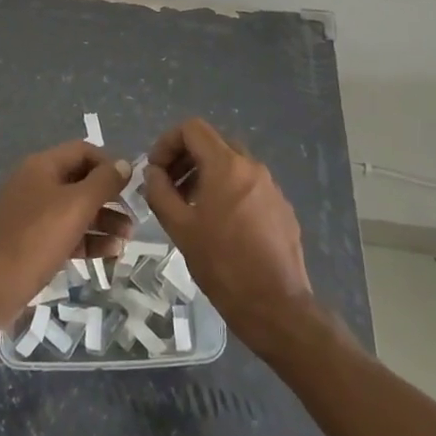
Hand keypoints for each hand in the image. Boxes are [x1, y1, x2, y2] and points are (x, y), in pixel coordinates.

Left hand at [0, 140, 132, 334]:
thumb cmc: (33, 240)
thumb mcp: (74, 207)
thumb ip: (103, 182)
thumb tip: (124, 163)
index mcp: (42, 166)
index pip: (83, 151)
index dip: (109, 165)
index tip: (131, 187)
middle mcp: (36, 183)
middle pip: (81, 181)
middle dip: (109, 198)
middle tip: (133, 219)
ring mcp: (32, 214)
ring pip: (75, 209)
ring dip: (103, 221)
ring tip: (126, 241)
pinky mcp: (31, 243)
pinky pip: (66, 233)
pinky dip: (88, 240)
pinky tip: (109, 255)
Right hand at [143, 118, 315, 355]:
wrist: (276, 306)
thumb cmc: (222, 265)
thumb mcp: (180, 228)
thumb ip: (160, 192)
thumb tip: (153, 173)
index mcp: (226, 165)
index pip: (192, 129)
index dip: (167, 143)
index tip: (156, 170)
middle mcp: (252, 166)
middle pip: (213, 143)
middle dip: (186, 159)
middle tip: (169, 188)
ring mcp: (271, 186)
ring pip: (232, 164)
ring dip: (206, 175)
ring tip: (191, 208)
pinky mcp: (282, 207)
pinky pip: (249, 186)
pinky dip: (229, 191)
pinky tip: (221, 226)